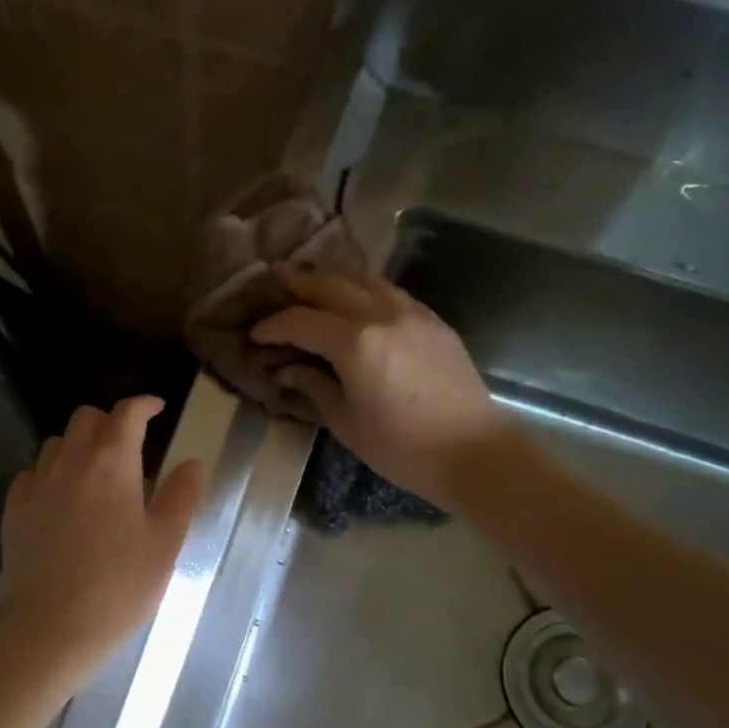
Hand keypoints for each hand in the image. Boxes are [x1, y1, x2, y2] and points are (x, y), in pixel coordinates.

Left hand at [0, 396, 202, 691]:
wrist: (51, 627)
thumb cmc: (119, 586)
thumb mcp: (165, 544)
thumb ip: (180, 496)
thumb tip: (191, 463)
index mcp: (112, 463)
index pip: (127, 413)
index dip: (144, 404)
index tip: (157, 409)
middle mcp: (70, 462)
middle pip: (86, 418)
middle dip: (109, 421)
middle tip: (129, 446)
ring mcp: (36, 484)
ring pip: (57, 443)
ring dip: (78, 446)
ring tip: (95, 474)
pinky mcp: (14, 509)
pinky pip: (32, 473)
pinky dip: (51, 474)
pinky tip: (61, 499)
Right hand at [250, 264, 514, 507]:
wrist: (474, 451)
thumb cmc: (402, 447)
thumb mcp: (346, 422)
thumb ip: (314, 387)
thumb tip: (287, 370)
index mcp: (355, 343)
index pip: (302, 322)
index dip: (274, 326)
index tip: (255, 334)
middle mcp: (381, 315)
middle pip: (331, 285)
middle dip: (299, 280)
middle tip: (274, 276)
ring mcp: (412, 313)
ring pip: (364, 279)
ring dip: (333, 275)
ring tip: (312, 277)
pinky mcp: (433, 321)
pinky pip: (390, 291)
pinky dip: (364, 286)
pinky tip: (356, 296)